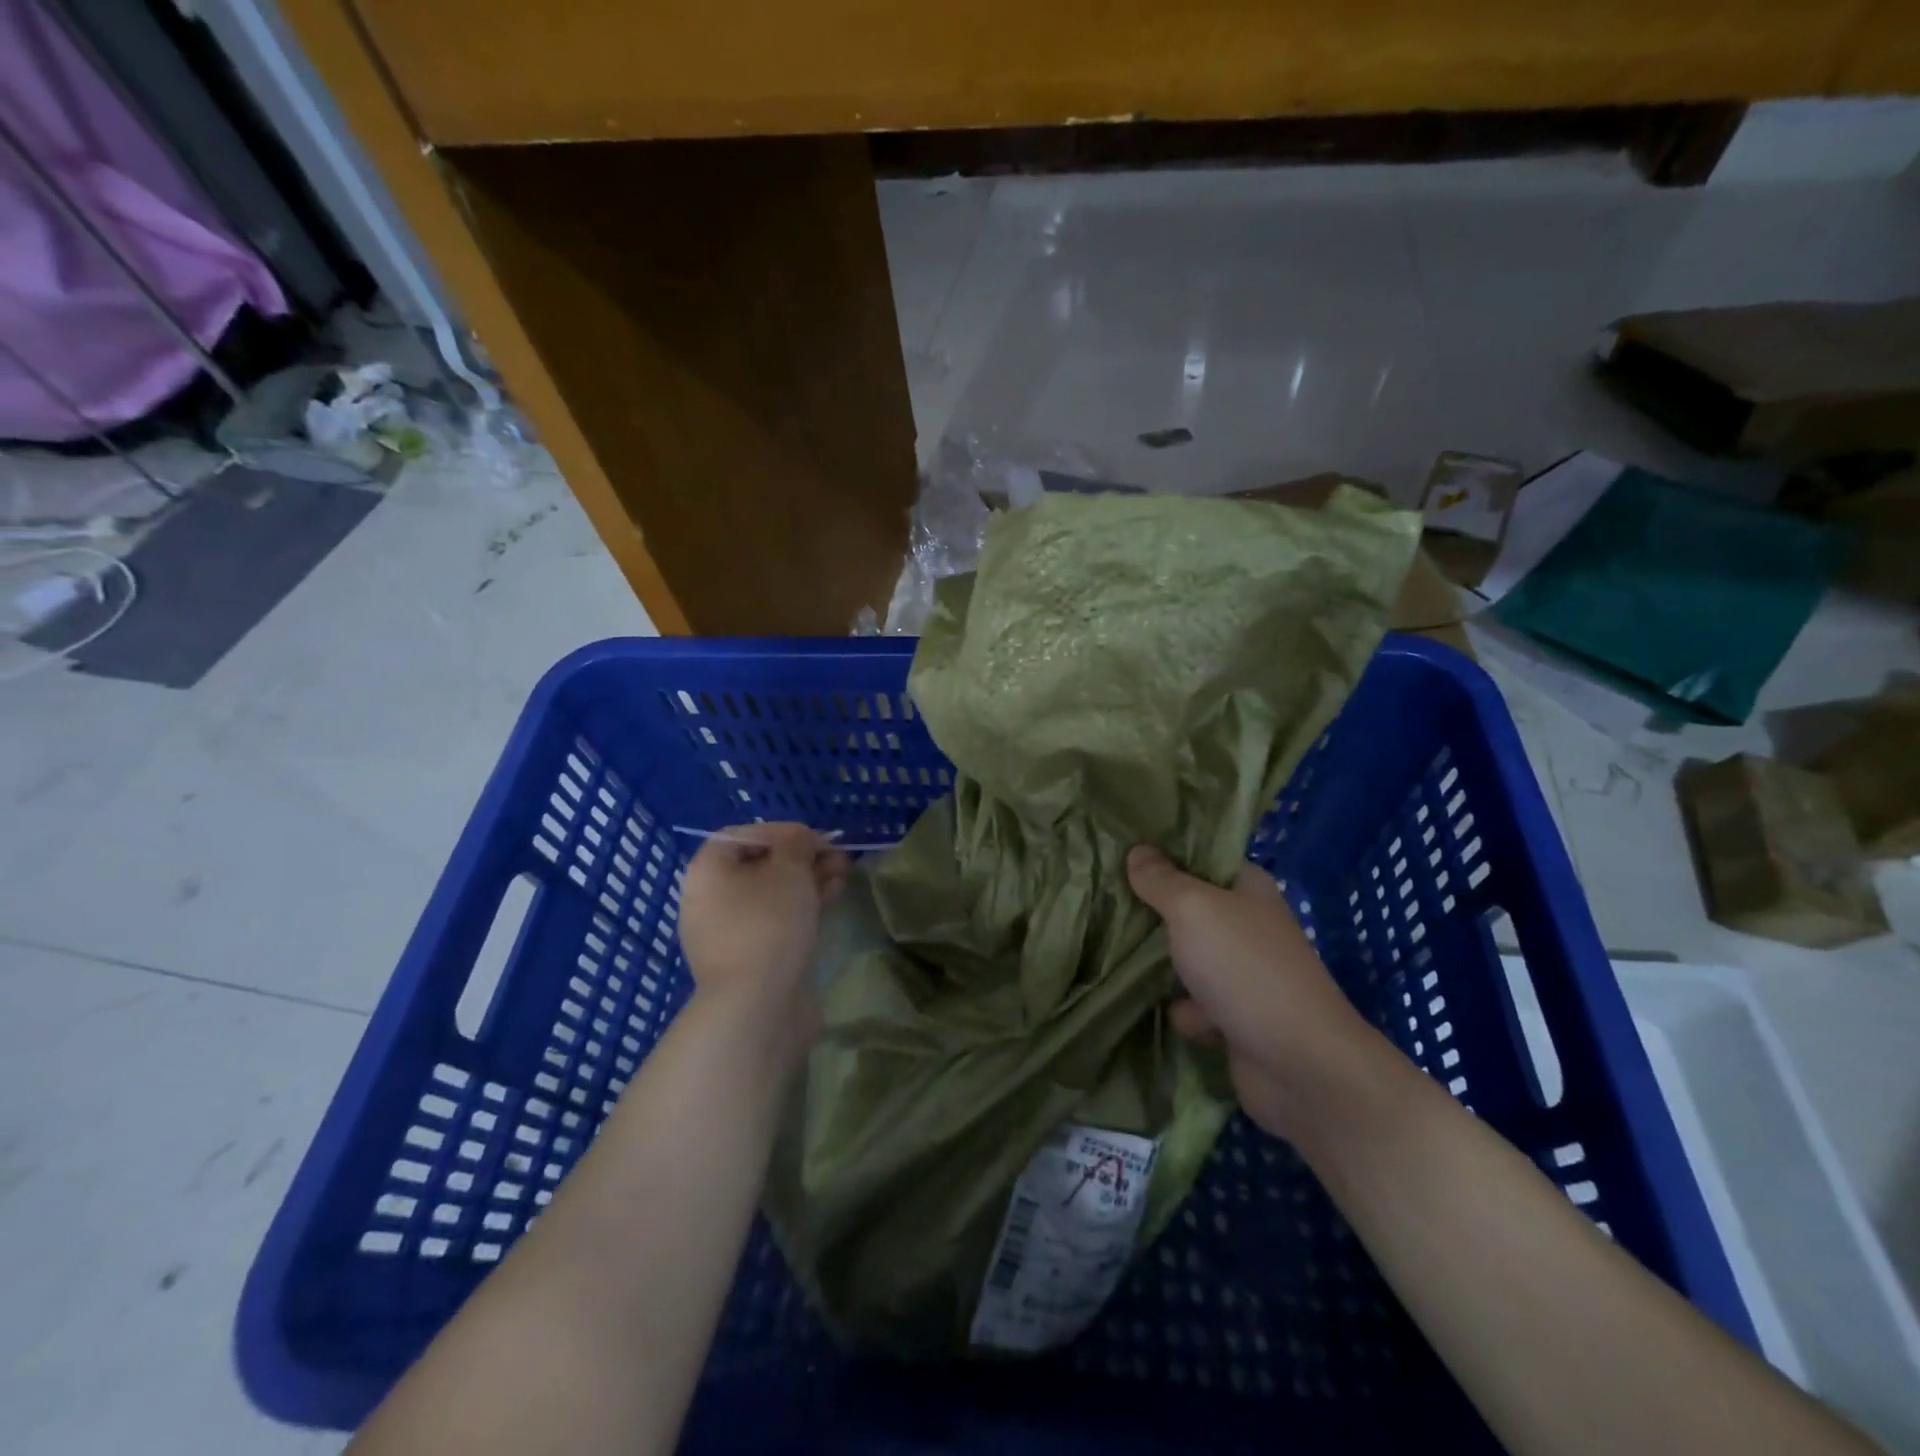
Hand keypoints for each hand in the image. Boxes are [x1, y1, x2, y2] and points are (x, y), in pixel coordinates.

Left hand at [678, 824, 849, 1037]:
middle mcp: (710, 899)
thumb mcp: (789, 869)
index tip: (816, 839)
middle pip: (761, 865)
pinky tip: (832, 902)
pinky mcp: (750, 958)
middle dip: (803, 858)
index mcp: (707, 871)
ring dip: (809, 882)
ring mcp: (729, 932)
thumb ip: (798, 843)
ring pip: (773, 895)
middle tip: (838, 859)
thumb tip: (801, 840)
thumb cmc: (768, 923)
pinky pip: (776, 921)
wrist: (758, 1006)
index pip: (743, 835)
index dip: (782, 831)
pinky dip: (803, 908)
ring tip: (843, 878)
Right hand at [1128, 845, 1376, 1137]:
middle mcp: (1247, 924)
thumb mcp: (1193, 909)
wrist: (1299, 1065)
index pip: (1200, 856)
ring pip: (1185, 956)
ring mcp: (1243, 972)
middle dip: (1151, 910)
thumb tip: (1137, 850)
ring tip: (1122, 959)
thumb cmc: (1245, 969)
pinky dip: (1185, 1012)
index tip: (1121, 852)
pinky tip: (1181, 1018)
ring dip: (1162, 965)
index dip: (1163, 853)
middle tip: (1106, 904)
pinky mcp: (1236, 1016)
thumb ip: (1161, 880)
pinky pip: (1194, 1002)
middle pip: (1187, 907)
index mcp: (1247, 887)